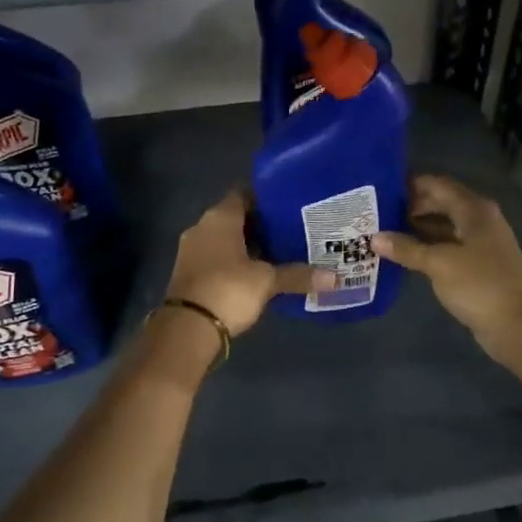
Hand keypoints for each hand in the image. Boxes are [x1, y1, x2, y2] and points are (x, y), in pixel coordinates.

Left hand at [165, 189, 324, 337]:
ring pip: (226, 239)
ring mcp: (192, 250)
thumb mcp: (267, 281)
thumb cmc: (228, 289)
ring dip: (248, 245)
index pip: (244, 193)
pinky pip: (217, 257)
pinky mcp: (190, 272)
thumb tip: (334, 278)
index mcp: (220, 217)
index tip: (290, 204)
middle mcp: (202, 227)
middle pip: (236, 217)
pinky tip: (258, 272)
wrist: (187, 328)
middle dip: (262, 224)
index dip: (267, 197)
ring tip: (280, 251)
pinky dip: (236, 261)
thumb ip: (298, 275)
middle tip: (292, 228)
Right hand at [371, 175, 521, 356]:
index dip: (410, 185)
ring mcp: (482, 242)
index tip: (381, 190)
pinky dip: (429, 246)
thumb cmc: (478, 285)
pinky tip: (406, 254)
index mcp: (474, 209)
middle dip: (411, 207)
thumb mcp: (438, 263)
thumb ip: (406, 248)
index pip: (437, 184)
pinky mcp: (480, 263)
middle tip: (378, 214)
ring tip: (385, 232)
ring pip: (444, 225)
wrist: (517, 324)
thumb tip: (375, 238)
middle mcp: (480, 219)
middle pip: (441, 203)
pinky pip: (449, 245)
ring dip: (418, 228)